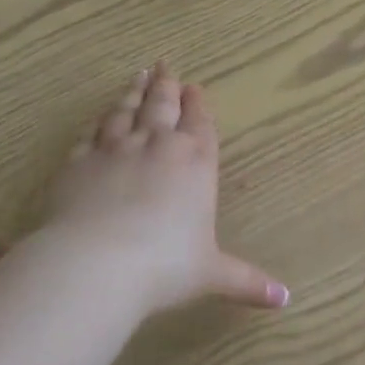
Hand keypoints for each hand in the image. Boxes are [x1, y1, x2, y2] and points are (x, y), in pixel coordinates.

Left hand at [44, 63, 289, 316]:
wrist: (97, 263)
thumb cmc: (165, 266)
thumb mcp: (212, 274)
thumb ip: (247, 281)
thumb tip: (286, 300)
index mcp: (194, 162)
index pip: (199, 123)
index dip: (197, 104)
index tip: (195, 86)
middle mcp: (157, 145)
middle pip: (162, 105)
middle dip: (166, 85)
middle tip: (164, 65)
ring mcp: (115, 148)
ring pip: (126, 110)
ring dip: (133, 92)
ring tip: (137, 76)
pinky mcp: (78, 161)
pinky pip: (90, 132)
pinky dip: (97, 121)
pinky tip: (98, 116)